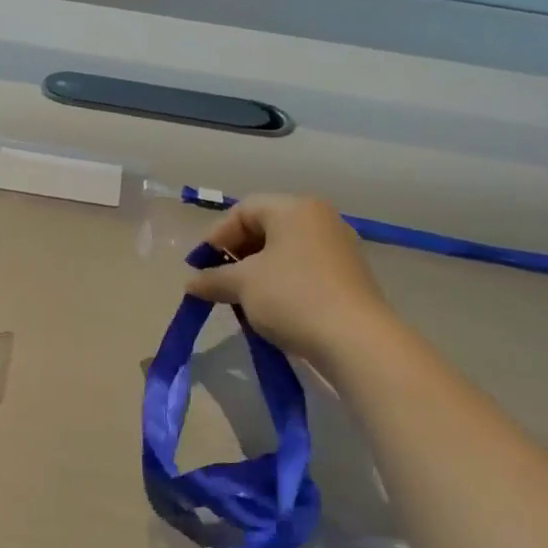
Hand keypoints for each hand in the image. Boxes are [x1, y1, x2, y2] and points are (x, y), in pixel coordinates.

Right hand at [187, 195, 394, 368]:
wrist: (355, 339)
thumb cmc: (293, 297)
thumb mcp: (243, 285)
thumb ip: (213, 278)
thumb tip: (191, 282)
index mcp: (295, 208)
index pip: (243, 209)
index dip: (216, 235)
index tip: (199, 265)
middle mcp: (319, 218)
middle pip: (265, 226)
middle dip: (235, 253)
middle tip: (216, 280)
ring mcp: (337, 246)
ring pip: (284, 249)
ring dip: (255, 270)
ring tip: (238, 296)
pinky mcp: (347, 275)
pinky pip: (302, 267)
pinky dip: (279, 280)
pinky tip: (267, 305)